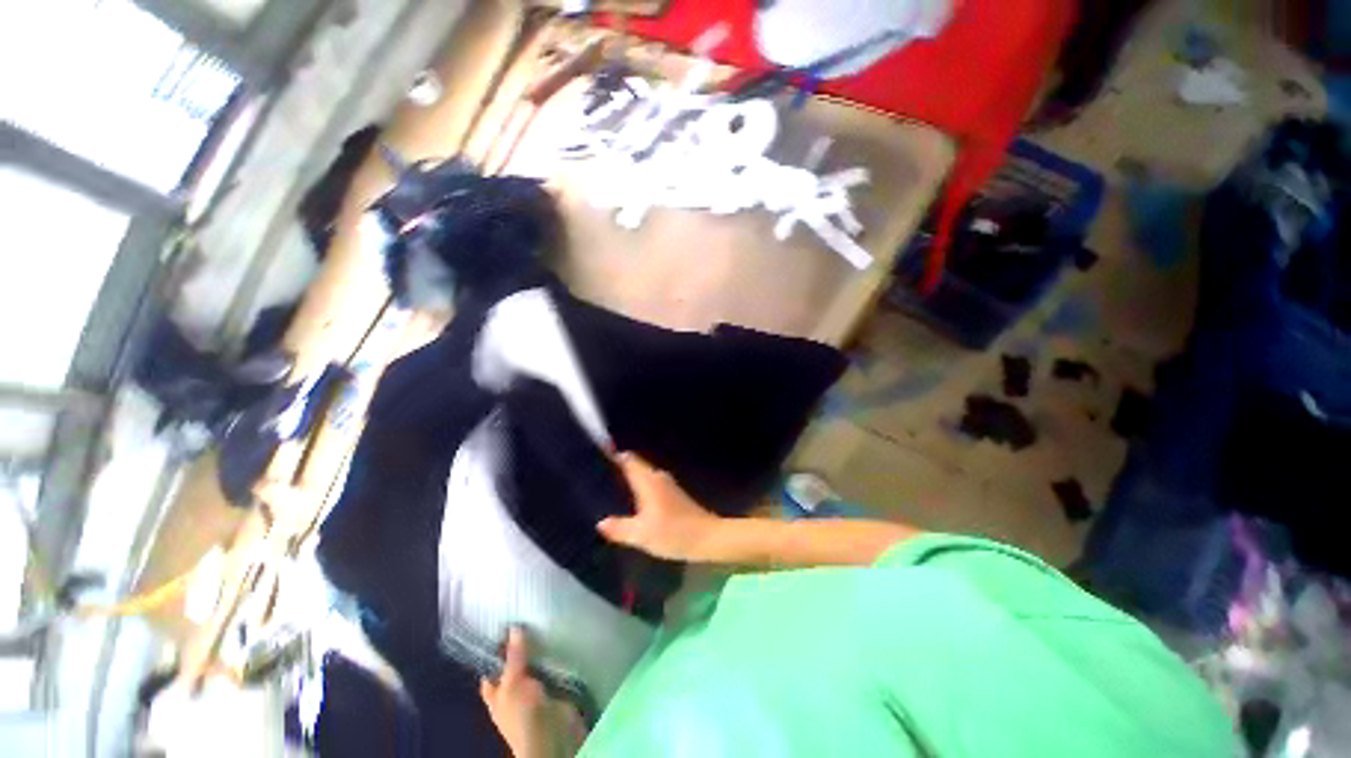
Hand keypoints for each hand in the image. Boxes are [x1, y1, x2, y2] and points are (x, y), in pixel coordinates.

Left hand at [480, 628, 586, 757]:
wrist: (553, 737)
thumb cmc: (522, 715)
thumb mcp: (512, 684)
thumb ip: (514, 657)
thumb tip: (514, 628)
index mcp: (497, 696)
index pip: (492, 670)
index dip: (495, 651)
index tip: (503, 626)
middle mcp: (515, 692)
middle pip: (516, 664)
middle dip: (523, 646)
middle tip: (529, 617)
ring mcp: (536, 690)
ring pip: (536, 664)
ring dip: (542, 650)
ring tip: (547, 622)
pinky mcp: (556, 688)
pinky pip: (555, 668)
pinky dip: (557, 657)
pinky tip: (560, 639)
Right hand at [598, 452, 723, 561]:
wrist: (708, 538)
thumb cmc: (673, 532)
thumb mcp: (641, 534)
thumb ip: (619, 527)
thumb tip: (600, 522)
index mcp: (648, 480)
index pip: (628, 459)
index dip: (612, 457)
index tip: (595, 460)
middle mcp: (657, 477)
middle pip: (635, 466)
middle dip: (618, 470)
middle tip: (596, 479)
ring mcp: (667, 485)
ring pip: (642, 477)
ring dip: (628, 481)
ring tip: (609, 492)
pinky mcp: (673, 496)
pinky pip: (649, 486)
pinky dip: (638, 491)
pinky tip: (631, 505)